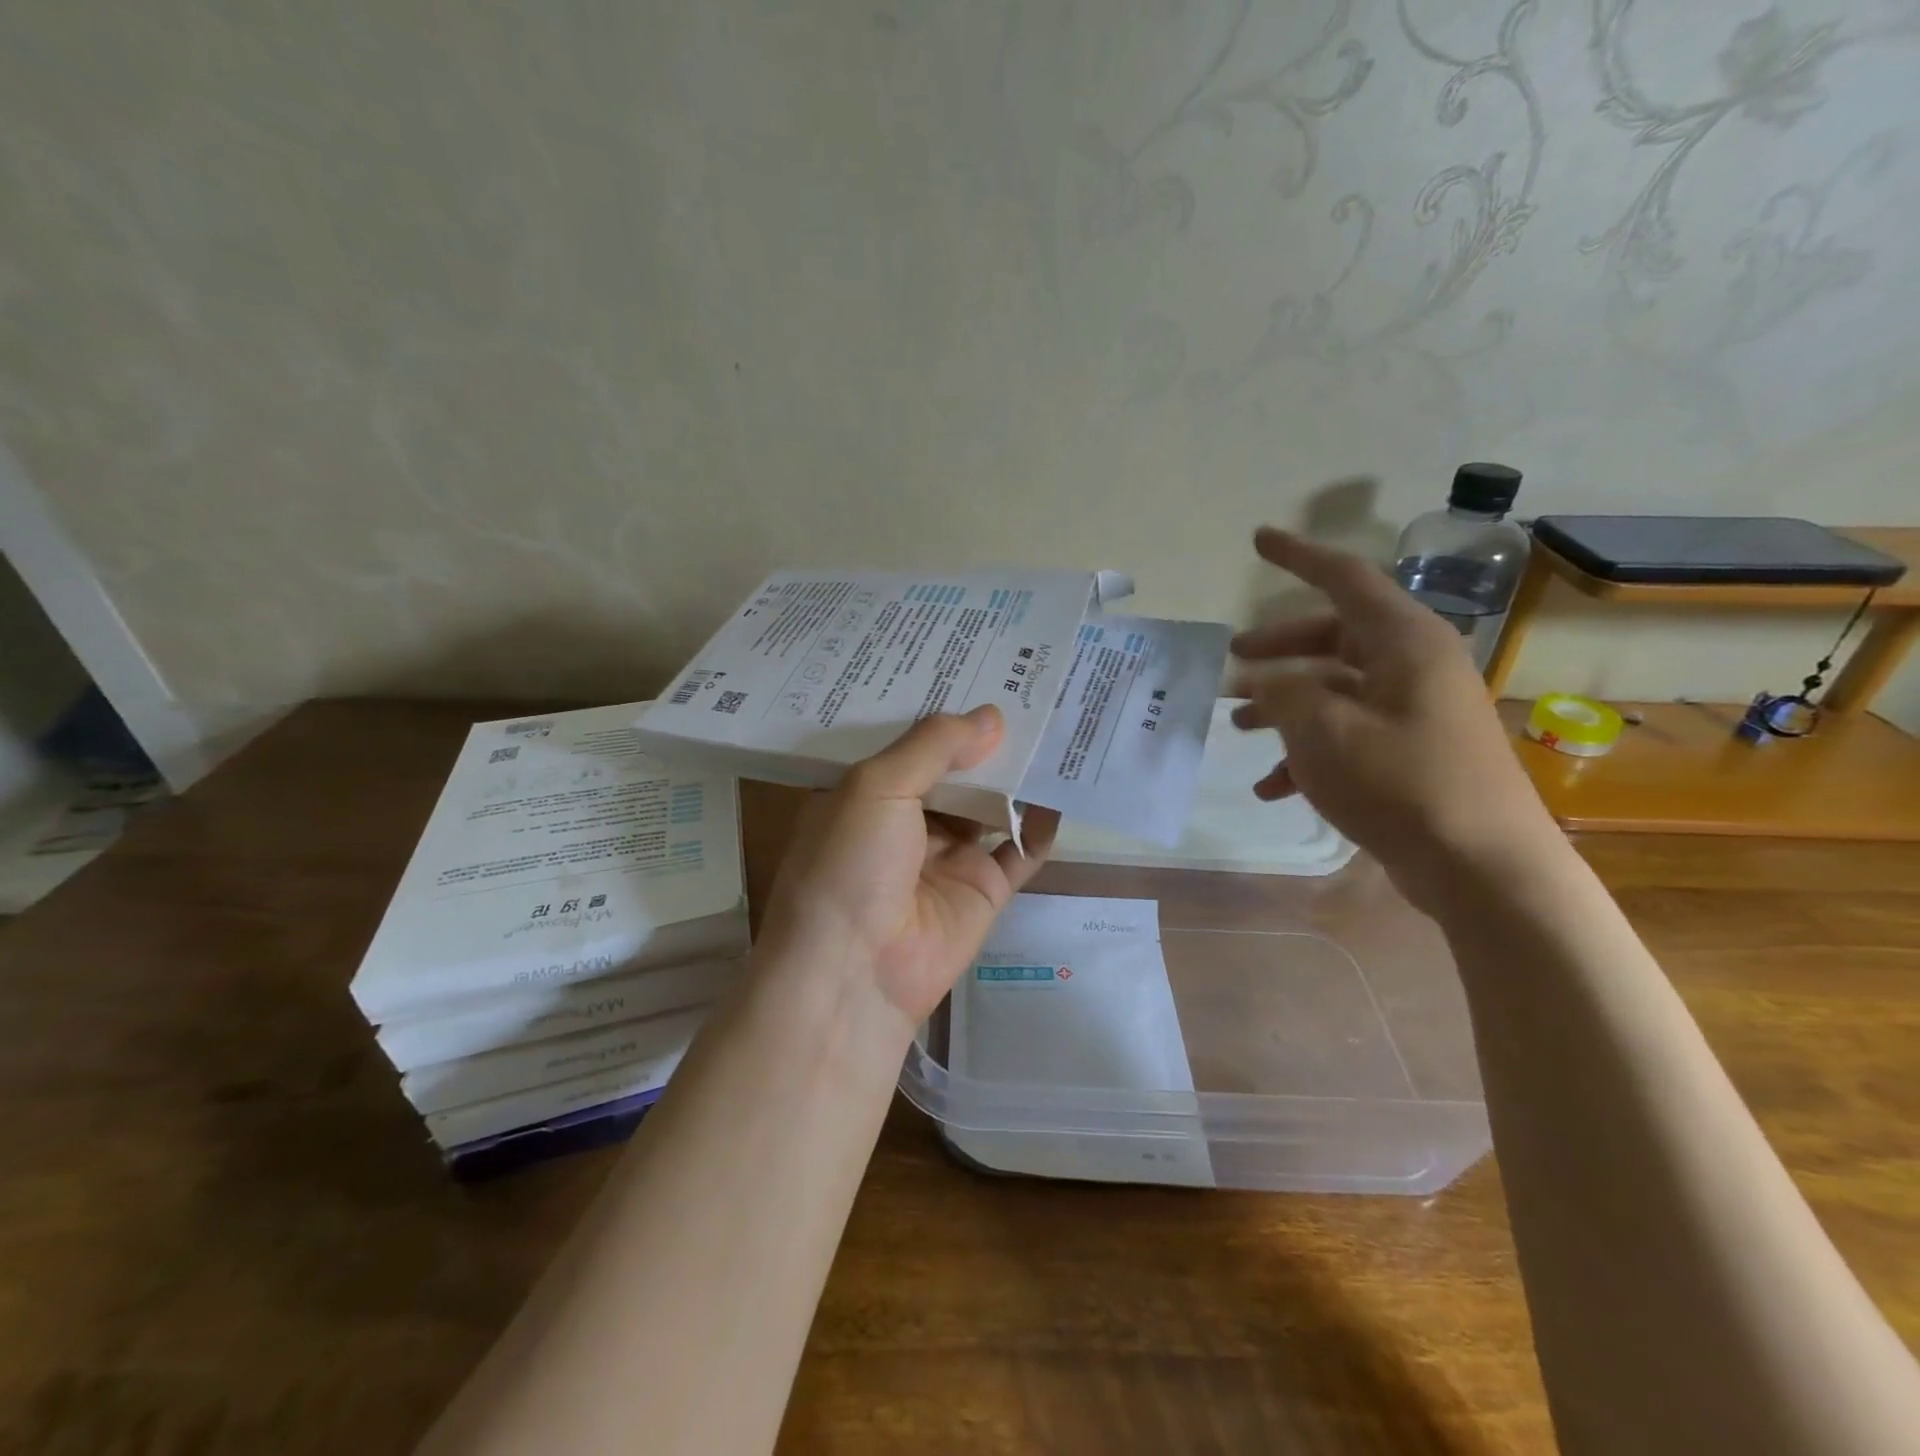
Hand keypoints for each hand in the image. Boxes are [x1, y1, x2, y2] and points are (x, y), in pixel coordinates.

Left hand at [757, 706, 1059, 1031]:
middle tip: (1029, 686)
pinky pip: (1019, 851)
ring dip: (1017, 774)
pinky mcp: (982, 889)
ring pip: (990, 804)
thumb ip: (933, 746)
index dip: (939, 710)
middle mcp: (906, 820)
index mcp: (867, 792)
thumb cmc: (849, 865)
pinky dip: (1039, 825)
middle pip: (954, 770)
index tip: (975, 665)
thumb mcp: (876, 787)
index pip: (908, 741)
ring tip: (1056, 723)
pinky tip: (1059, 790)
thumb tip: (993, 716)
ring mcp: (946, 856)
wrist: (855, 973)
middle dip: (985, 737)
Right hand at [1229, 525, 1553, 914]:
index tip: (1258, 539)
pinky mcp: (1411, 751)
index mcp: (1403, 642)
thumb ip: (1281, 692)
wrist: (1480, 866)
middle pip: (1333, 636)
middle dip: (1277, 648)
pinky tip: (1270, 785)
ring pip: (1334, 688)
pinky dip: (1306, 751)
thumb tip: (1259, 680)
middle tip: (1231, 659)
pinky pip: (1347, 733)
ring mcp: (1414, 710)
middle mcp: (1413, 665)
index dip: (1297, 556)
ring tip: (1236, 726)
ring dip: (1283, 704)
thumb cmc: (1400, 783)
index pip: (1345, 578)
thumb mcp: (1322, 730)